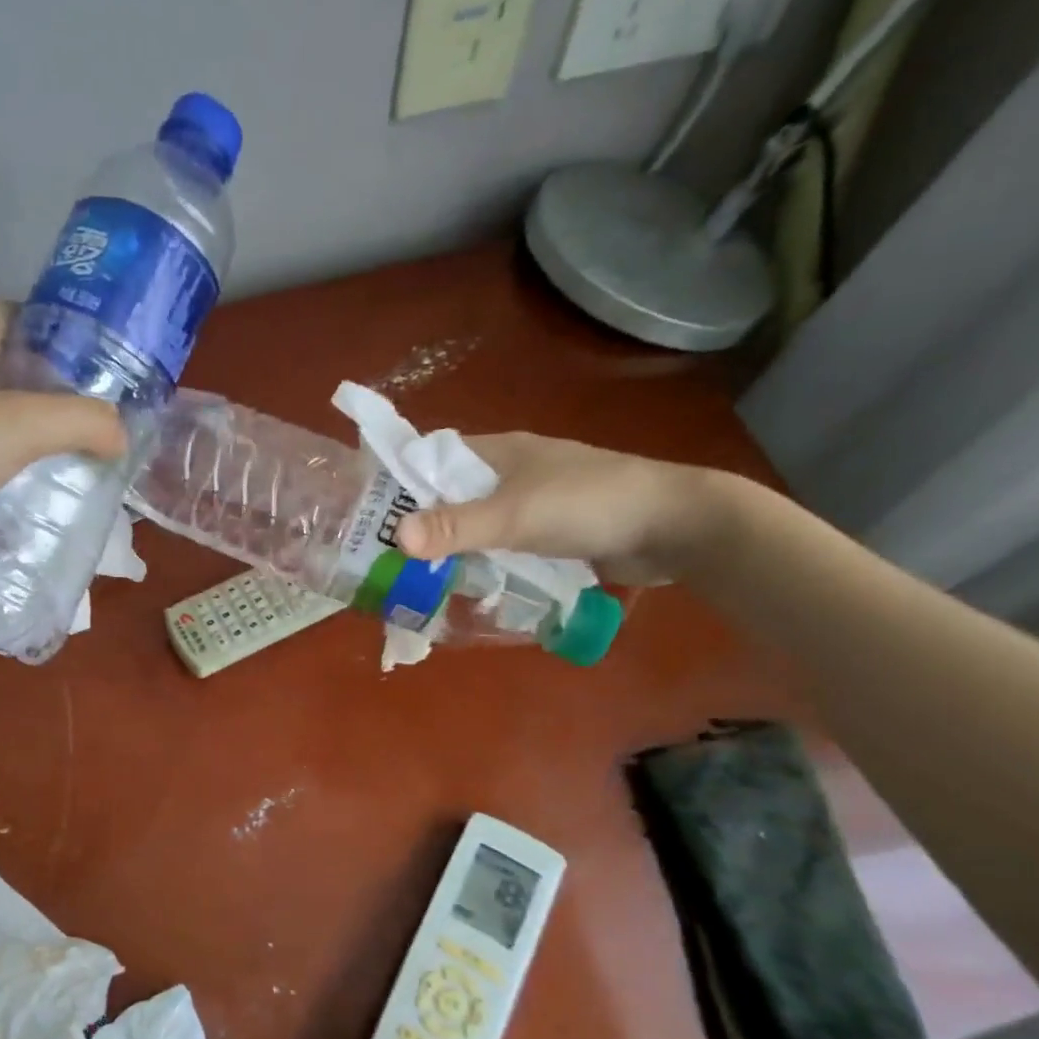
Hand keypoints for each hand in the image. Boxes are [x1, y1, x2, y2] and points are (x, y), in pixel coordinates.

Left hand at [0, 302, 127, 577]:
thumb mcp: (20, 426)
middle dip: (54, 387)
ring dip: (34, 432)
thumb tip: (120, 433)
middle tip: (99, 416)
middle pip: (9, 366)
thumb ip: (81, 421)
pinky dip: (10, 467)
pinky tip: (37, 490)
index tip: (95, 358)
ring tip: (80, 455)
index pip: (11, 312)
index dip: (52, 325)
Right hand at [394, 433, 730, 585]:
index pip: (430, 458)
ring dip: (448, 548)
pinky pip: (499, 546)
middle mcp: (508, 473)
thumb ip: (458, 526)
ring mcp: (530, 503)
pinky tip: (462, 586)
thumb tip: (395, 538)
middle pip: (448, 496)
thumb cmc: (591, 504)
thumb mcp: (517, 515)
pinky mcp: (548, 533)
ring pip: (473, 524)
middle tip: (381, 559)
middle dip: (417, 524)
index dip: (396, 482)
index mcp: (497, 452)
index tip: (364, 515)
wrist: (674, 526)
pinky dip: (479, 562)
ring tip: (410, 579)